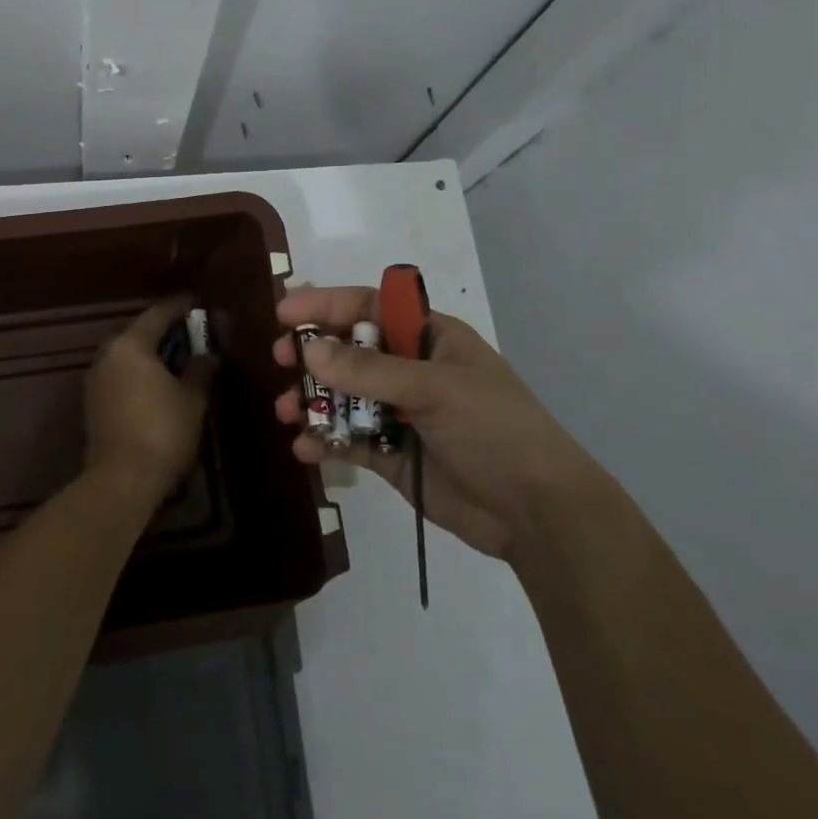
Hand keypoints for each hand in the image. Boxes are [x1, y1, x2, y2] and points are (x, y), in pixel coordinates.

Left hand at [84, 296, 216, 508]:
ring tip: (178, 358)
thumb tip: (207, 354)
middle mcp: (107, 355)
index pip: (158, 314)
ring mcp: (96, 380)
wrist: (121, 480)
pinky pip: (120, 375)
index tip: (197, 302)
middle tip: (191, 332)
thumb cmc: (162, 431)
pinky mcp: (93, 404)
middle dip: (164, 331)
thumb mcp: (192, 399)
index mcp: (130, 345)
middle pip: (138, 333)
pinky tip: (159, 384)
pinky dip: (139, 373)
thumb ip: (200, 370)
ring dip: (151, 354)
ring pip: (128, 355)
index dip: (179, 307)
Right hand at [273, 285, 594, 562]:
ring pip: (343, 397)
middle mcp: (411, 370)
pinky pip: (350, 440)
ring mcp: (401, 413)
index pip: (369, 308)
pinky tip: (306, 448)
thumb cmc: (494, 429)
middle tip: (281, 360)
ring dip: (313, 401)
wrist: (537, 513)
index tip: (284, 314)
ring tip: (287, 411)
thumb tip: (308, 349)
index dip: (326, 305)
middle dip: (313, 354)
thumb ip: (369, 371)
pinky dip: (325, 441)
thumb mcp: (434, 389)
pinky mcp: (394, 456)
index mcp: (429, 338)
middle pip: (349, 351)